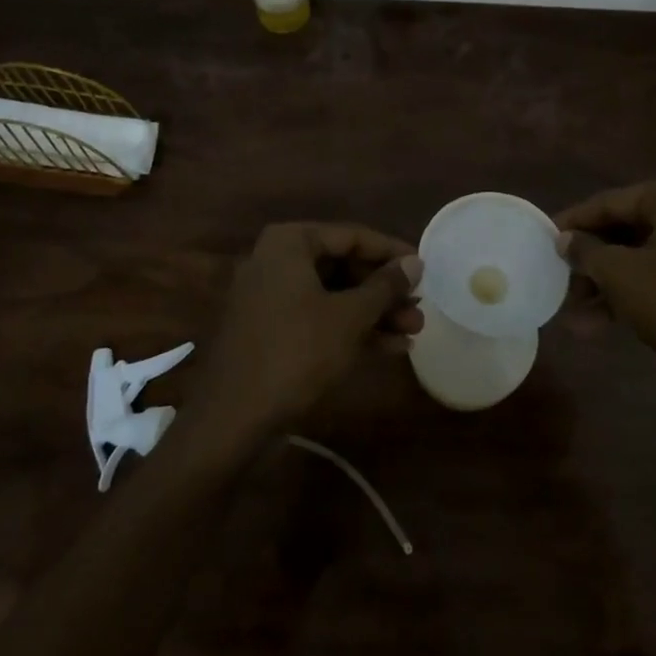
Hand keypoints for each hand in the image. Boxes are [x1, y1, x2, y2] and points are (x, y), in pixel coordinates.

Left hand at [188, 223, 423, 446]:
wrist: (232, 420)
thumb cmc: (296, 352)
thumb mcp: (349, 317)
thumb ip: (385, 286)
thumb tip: (415, 263)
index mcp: (289, 243)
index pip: (352, 236)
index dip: (391, 252)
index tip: (423, 268)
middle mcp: (276, 261)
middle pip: (343, 266)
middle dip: (384, 290)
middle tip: (419, 306)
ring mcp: (271, 298)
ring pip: (333, 296)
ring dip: (374, 313)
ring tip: (414, 329)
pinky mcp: (270, 332)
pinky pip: (318, 319)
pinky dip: (351, 330)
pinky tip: (391, 348)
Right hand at [556, 178, 655, 434]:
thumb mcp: (621, 275)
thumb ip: (586, 252)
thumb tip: (565, 239)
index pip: (607, 202)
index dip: (572, 223)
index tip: (542, 239)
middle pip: (622, 232)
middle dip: (589, 262)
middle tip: (558, 282)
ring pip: (637, 259)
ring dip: (604, 286)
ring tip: (573, 316)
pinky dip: (628, 298)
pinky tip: (597, 326)